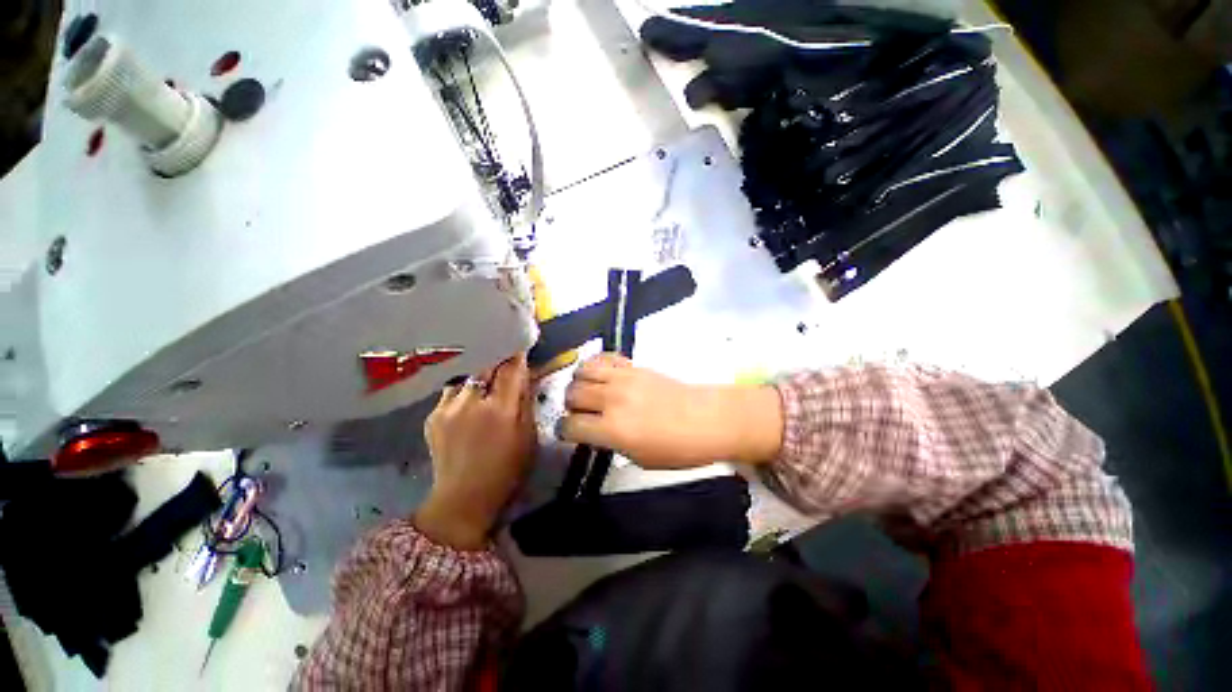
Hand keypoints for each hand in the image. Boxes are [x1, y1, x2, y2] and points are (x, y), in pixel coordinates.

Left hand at [414, 354, 536, 549]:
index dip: (516, 353)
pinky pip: (451, 390)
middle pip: (485, 365)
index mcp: (500, 409)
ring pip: (467, 375)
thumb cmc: (507, 469)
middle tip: (505, 353)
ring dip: (479, 372)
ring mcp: (446, 408)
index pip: (510, 368)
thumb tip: (524, 374)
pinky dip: (464, 389)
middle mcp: (471, 403)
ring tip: (486, 375)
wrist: (463, 499)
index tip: (521, 343)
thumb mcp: (528, 436)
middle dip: (497, 356)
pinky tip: (469, 399)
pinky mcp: (432, 416)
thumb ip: (525, 401)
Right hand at [558, 354, 782, 468]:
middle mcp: (612, 400)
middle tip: (580, 412)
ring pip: (582, 370)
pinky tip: (602, 376)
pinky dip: (596, 365)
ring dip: (579, 382)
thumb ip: (611, 443)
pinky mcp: (633, 366)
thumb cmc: (677, 448)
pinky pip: (604, 358)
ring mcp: (623, 378)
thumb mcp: (639, 458)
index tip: (568, 432)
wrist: (707, 418)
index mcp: (613, 429)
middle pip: (572, 394)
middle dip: (570, 405)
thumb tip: (595, 431)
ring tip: (588, 392)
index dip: (564, 431)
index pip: (570, 425)